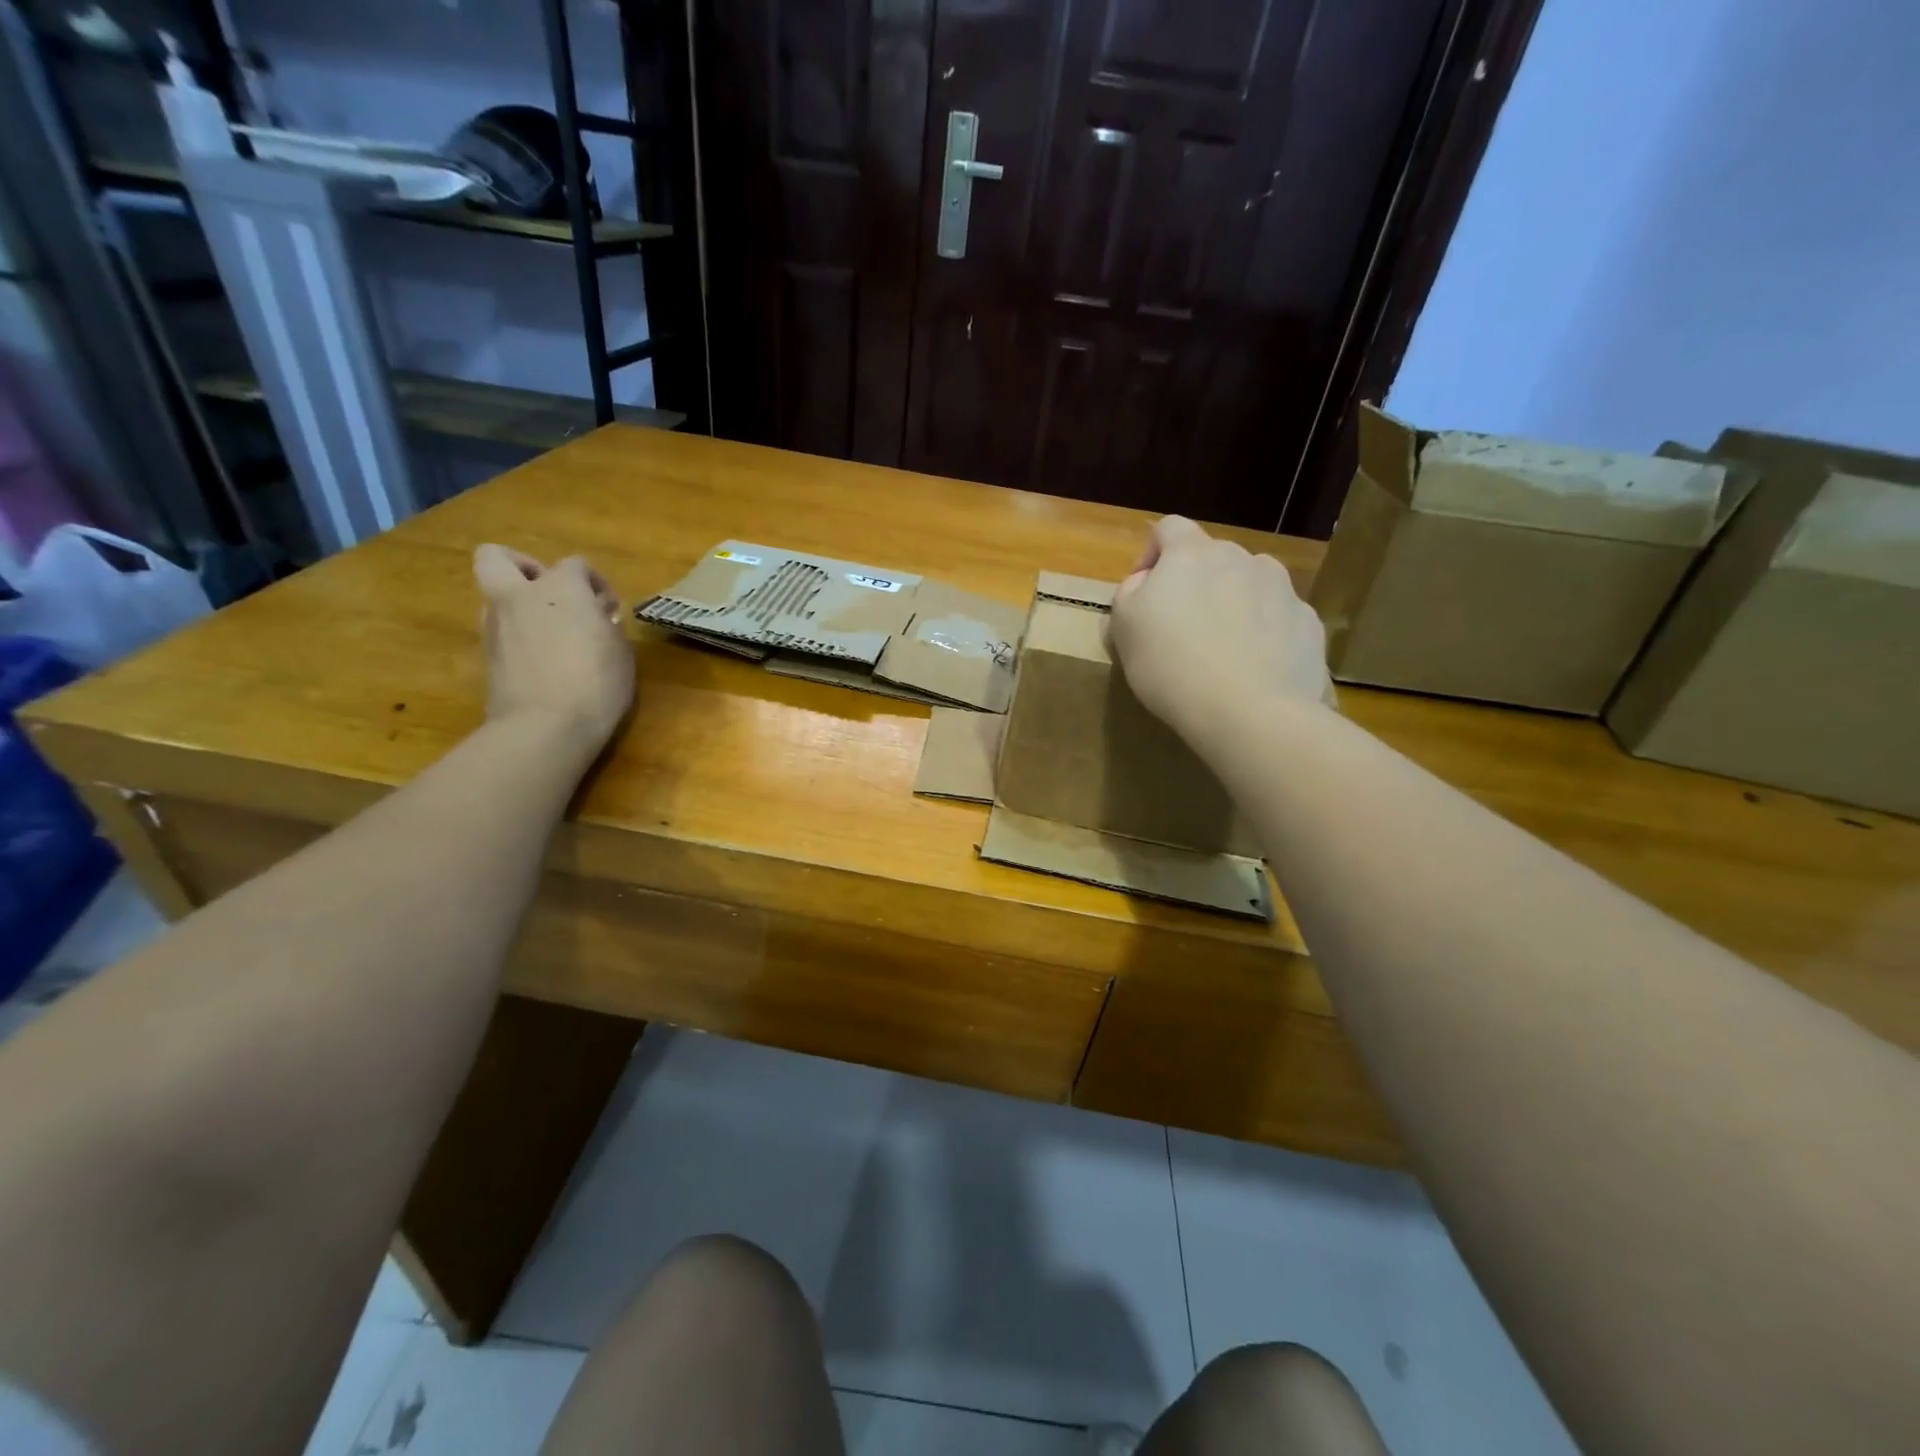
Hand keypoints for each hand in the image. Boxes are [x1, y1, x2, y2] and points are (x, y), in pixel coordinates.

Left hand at [474, 545, 633, 757]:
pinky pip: (499, 631)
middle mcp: (520, 597)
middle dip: (521, 566)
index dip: (595, 582)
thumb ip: (606, 626)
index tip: (609, 609)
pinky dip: (516, 637)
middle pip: (497, 557)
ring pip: (495, 596)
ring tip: (548, 633)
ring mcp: (495, 626)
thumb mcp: (620, 652)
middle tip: (549, 593)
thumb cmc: (597, 683)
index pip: (575, 565)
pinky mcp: (486, 656)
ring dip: (518, 605)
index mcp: (560, 588)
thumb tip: (597, 619)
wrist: (545, 727)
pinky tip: (540, 660)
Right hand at [1108, 516, 1332, 748]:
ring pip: (1251, 585)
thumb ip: (1130, 594)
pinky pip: (1279, 619)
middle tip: (1182, 629)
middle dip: (1197, 584)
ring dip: (1234, 604)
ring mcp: (1283, 589)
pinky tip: (1253, 670)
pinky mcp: (1309, 623)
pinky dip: (1265, 634)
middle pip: (1213, 558)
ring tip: (1224, 650)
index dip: (1152, 555)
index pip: (1169, 529)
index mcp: (1192, 554)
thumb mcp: (1125, 629)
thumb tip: (1145, 583)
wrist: (1250, 712)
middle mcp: (1243, 558)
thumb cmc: (1172, 666)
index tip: (1143, 592)